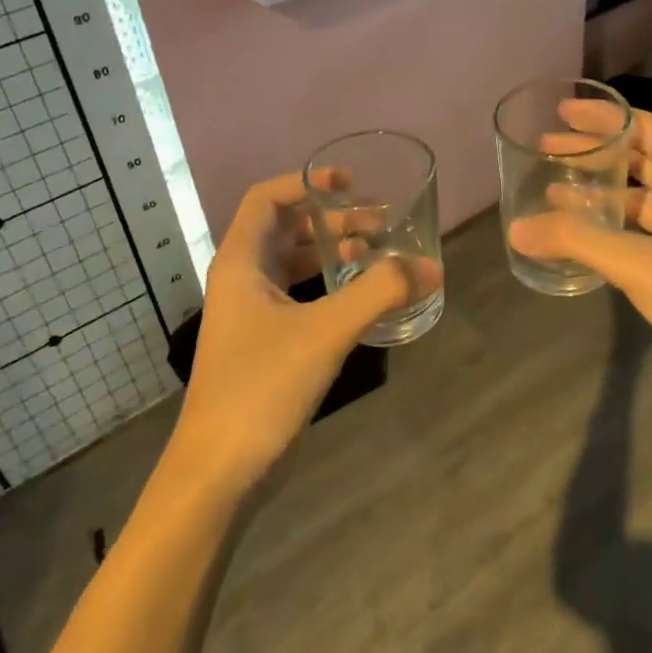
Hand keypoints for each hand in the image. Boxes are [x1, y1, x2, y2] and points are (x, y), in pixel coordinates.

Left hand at [175, 173, 440, 492]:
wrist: (220, 470)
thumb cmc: (262, 387)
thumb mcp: (325, 332)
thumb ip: (379, 293)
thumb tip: (431, 267)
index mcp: (241, 262)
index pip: (267, 198)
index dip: (307, 183)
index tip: (351, 184)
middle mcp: (242, 280)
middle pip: (287, 229)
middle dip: (333, 220)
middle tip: (382, 222)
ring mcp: (252, 314)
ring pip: (296, 265)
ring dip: (334, 253)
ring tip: (380, 253)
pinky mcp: (267, 344)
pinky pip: (301, 298)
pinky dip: (332, 288)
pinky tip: (364, 298)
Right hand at [508, 103, 651, 427]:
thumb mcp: (642, 266)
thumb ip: (578, 241)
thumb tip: (517, 229)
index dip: (606, 119)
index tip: (562, 112)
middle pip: (647, 162)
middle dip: (599, 155)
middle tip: (548, 150)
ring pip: (646, 201)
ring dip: (603, 195)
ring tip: (554, 192)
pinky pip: (647, 234)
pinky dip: (615, 229)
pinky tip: (582, 236)